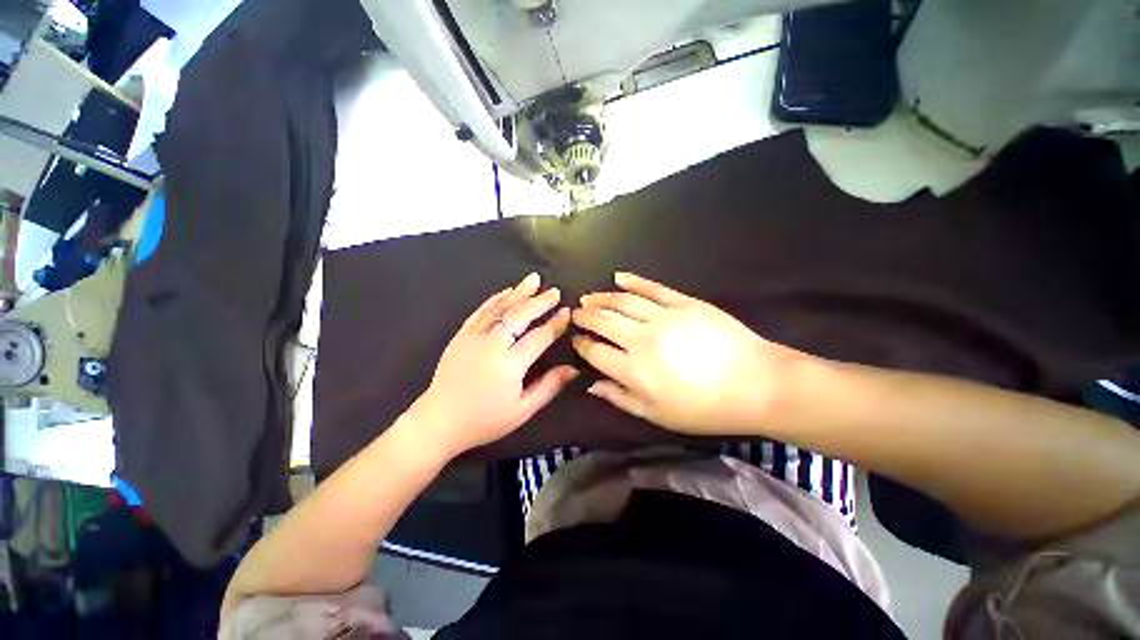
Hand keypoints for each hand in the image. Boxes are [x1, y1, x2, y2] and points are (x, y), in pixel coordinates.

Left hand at [414, 273, 577, 455]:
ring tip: (534, 280)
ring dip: (519, 292)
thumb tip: (573, 369)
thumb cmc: (484, 420)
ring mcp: (474, 337)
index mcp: (510, 364)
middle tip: (554, 292)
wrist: (439, 421)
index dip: (555, 323)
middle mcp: (493, 344)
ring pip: (500, 308)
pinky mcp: (461, 335)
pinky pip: (480, 312)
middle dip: (539, 301)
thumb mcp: (522, 410)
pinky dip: (495, 300)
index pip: (539, 337)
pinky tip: (506, 292)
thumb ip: (549, 386)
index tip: (567, 311)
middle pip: (520, 315)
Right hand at [571, 272, 808, 434]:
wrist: (756, 384)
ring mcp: (663, 316)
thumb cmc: (704, 408)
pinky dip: (632, 281)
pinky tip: (618, 277)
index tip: (577, 341)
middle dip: (585, 316)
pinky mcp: (684, 302)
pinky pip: (652, 287)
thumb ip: (620, 398)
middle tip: (576, 313)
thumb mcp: (657, 415)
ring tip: (588, 297)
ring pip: (622, 301)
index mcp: (634, 371)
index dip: (582, 345)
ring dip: (601, 298)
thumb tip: (592, 384)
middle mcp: (642, 339)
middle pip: (603, 321)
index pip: (595, 352)